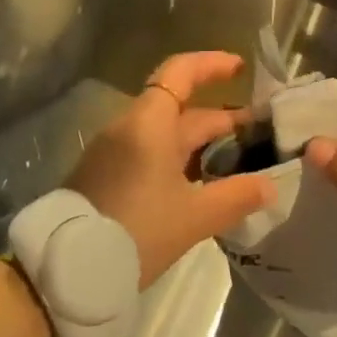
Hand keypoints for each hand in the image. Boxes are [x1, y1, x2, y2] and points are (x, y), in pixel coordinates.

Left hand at [67, 51, 274, 287]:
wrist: (66, 271)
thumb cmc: (137, 231)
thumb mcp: (194, 217)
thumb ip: (237, 196)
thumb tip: (270, 186)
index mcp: (149, 124)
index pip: (180, 72)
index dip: (211, 65)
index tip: (240, 69)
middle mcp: (128, 128)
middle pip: (178, 107)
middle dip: (218, 116)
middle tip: (255, 130)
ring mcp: (112, 152)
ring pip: (164, 132)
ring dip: (199, 139)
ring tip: (234, 157)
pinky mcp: (104, 176)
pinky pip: (147, 152)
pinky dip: (177, 156)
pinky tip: (198, 182)